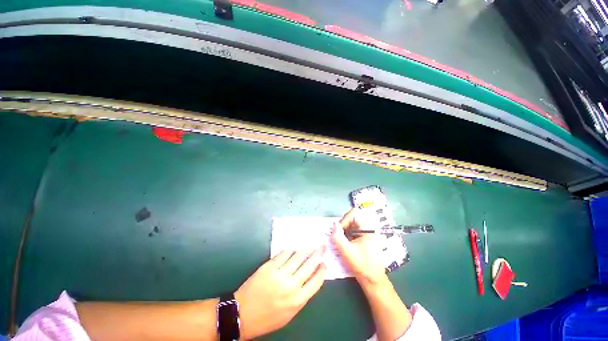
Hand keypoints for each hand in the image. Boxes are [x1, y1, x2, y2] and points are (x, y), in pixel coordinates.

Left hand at [235, 247, 326, 339]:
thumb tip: (310, 279)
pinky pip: (284, 254)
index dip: (322, 270)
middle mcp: (291, 285)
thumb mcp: (289, 314)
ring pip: (298, 256)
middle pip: (309, 265)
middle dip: (318, 254)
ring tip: (312, 245)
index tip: (324, 263)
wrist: (242, 314)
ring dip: (306, 249)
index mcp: (298, 300)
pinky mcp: (270, 266)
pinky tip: (294, 248)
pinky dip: (291, 250)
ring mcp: (280, 274)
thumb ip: (301, 296)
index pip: (316, 281)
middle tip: (322, 247)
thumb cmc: (267, 318)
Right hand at [331, 209, 387, 286]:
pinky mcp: (365, 238)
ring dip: (344, 231)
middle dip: (343, 226)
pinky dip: (347, 235)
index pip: (353, 215)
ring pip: (352, 225)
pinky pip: (353, 231)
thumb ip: (338, 237)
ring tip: (342, 242)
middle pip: (352, 219)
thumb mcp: (347, 252)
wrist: (373, 280)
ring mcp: (368, 233)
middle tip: (338, 237)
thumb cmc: (362, 266)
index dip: (344, 220)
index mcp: (368, 230)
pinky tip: (346, 244)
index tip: (339, 232)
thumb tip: (334, 224)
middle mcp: (370, 229)